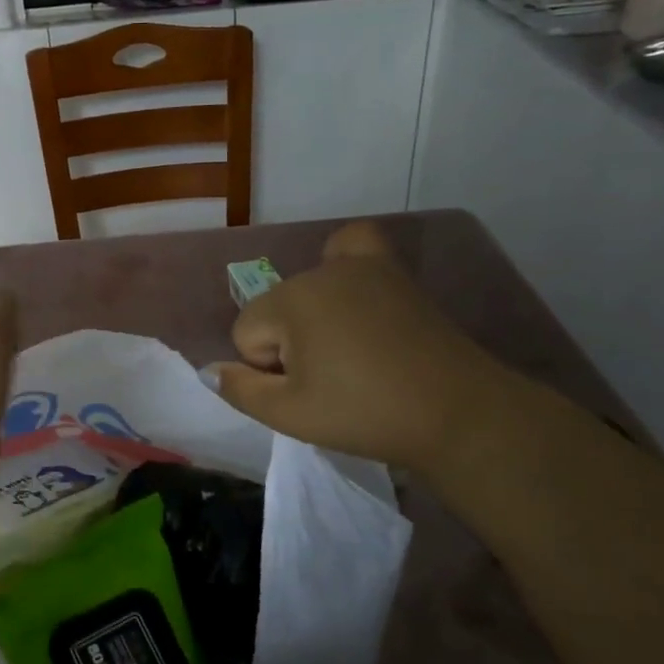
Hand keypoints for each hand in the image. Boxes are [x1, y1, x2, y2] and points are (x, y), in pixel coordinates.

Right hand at [212, 222, 514, 469]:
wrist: (457, 414)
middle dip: (288, 345)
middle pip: (274, 310)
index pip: (246, 334)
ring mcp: (362, 266)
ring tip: (348, 354)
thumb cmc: (365, 414)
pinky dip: (343, 263)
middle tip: (330, 382)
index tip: (304, 392)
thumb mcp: (289, 414)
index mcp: (290, 300)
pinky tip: (352, 290)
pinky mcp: (394, 273)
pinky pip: (354, 248)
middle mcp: (320, 271)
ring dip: (313, 320)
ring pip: (306, 291)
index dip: (266, 369)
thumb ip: (239, 389)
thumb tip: (207, 370)